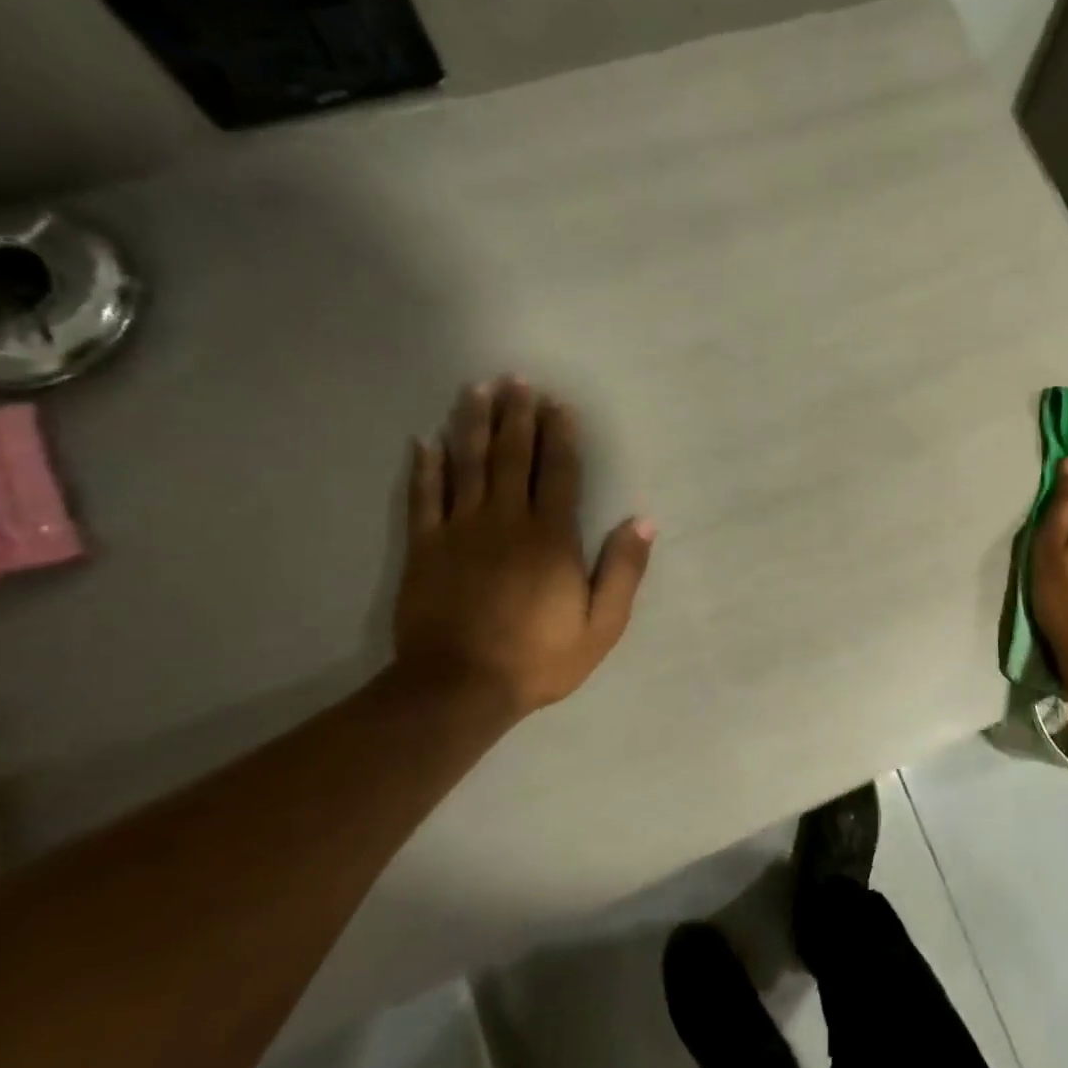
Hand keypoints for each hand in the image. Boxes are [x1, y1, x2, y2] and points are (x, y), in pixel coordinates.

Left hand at [393, 377, 653, 720]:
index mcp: (551, 537)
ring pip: (468, 465)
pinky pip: (424, 497)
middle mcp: (506, 521)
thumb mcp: (602, 624)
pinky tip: (424, 440)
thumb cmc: (539, 657)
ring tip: (477, 390)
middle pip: (513, 457)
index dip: (560, 435)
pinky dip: (425, 466)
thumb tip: (643, 521)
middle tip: (516, 379)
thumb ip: (623, 570)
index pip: (558, 472)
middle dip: (517, 415)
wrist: (458, 689)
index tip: (558, 404)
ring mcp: (460, 531)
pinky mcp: (425, 548)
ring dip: (474, 425)